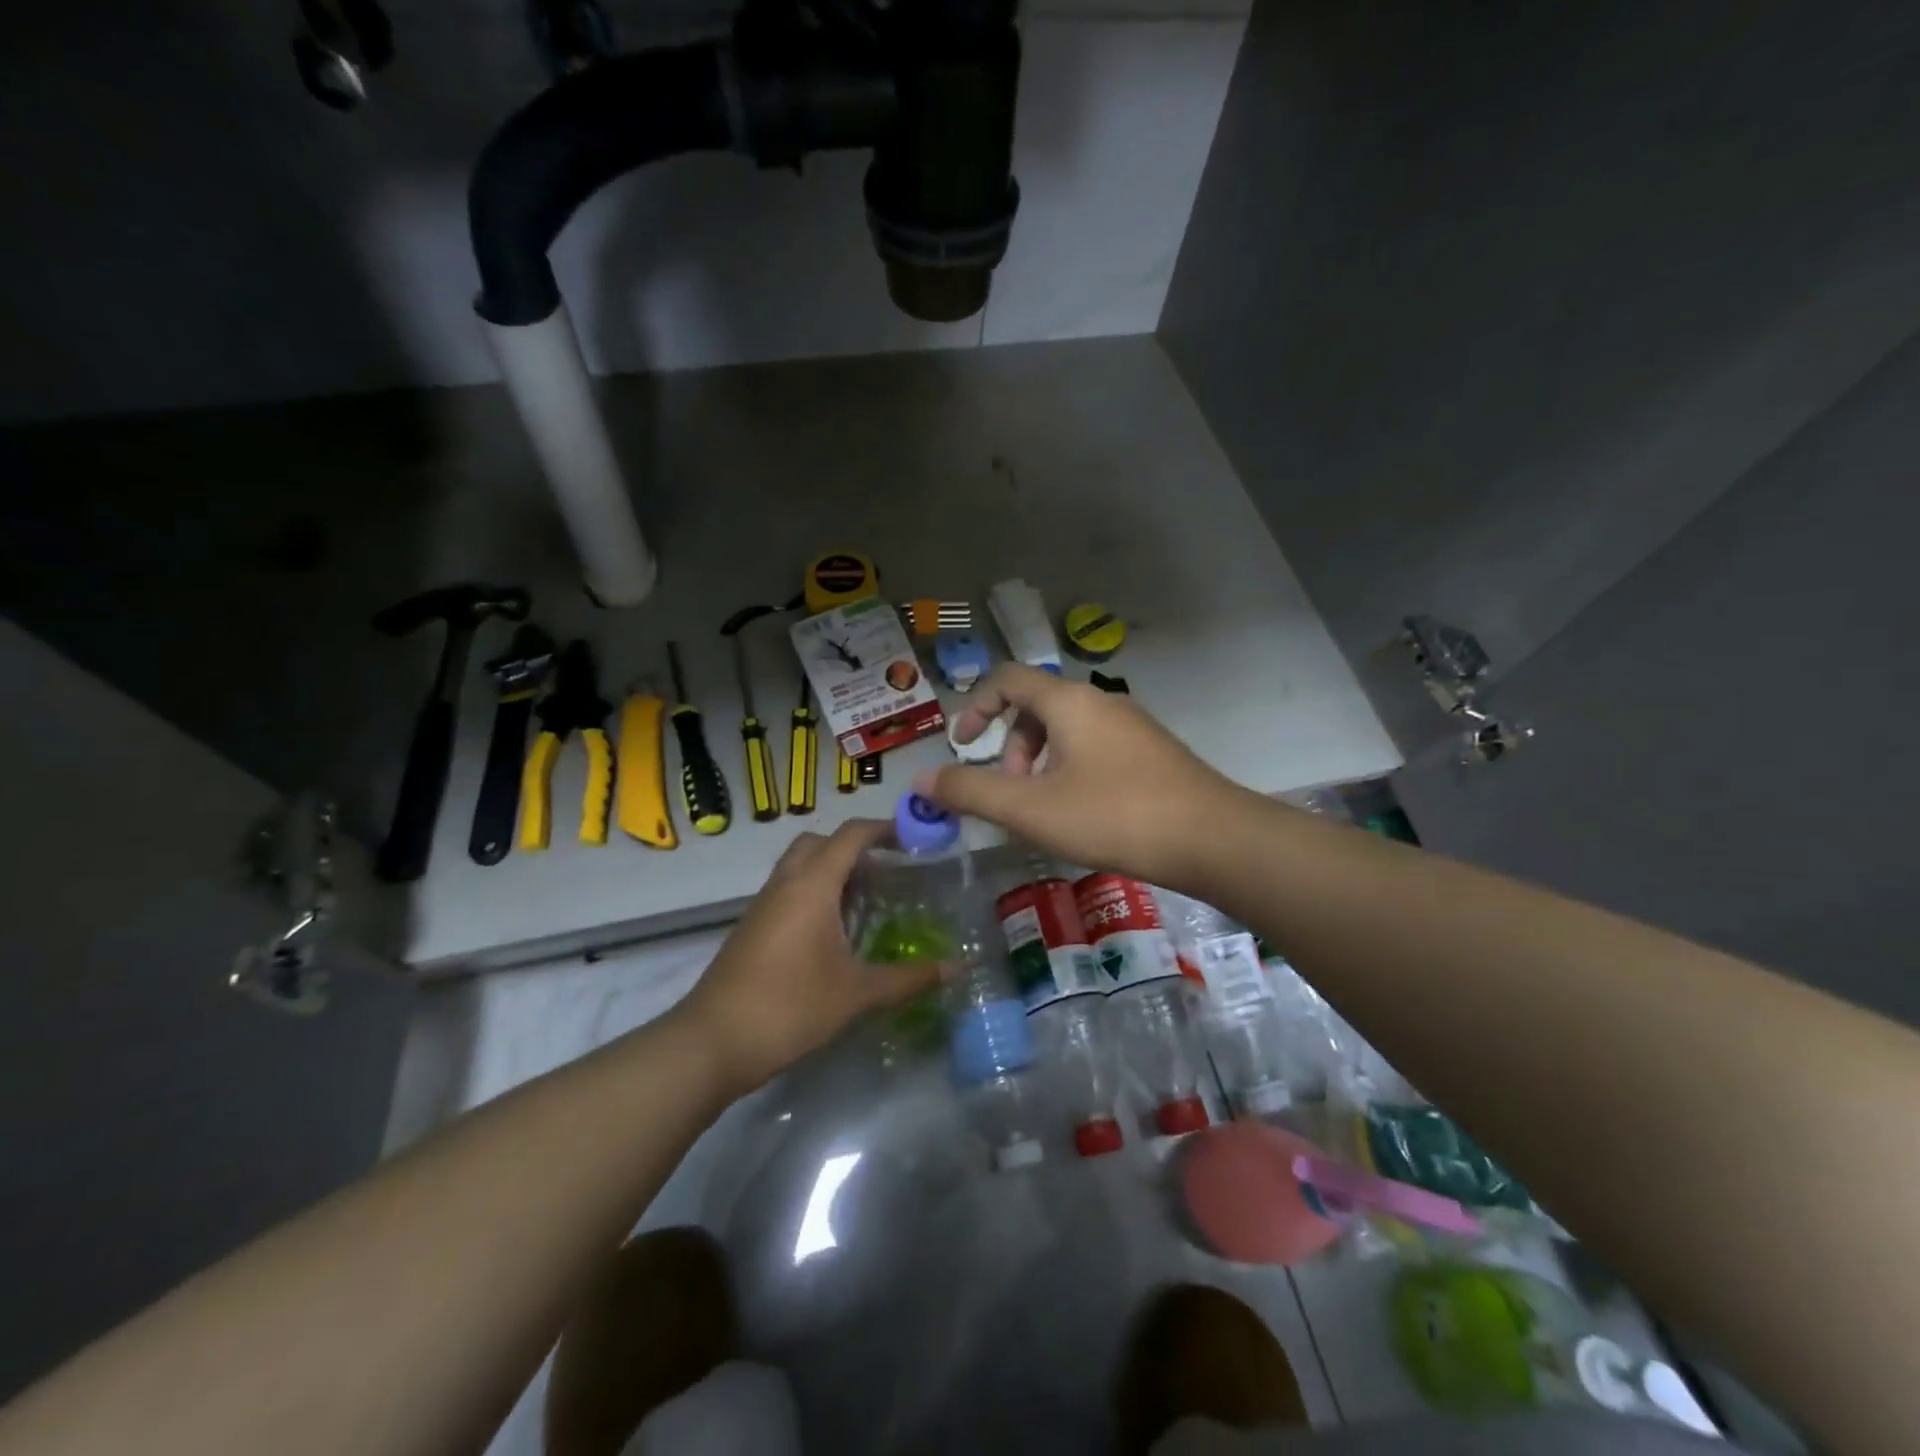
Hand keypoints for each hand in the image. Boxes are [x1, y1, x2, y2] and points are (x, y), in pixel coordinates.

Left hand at [673, 820, 940, 1095]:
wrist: (713, 1042)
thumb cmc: (789, 1007)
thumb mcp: (857, 994)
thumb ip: (909, 978)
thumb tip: (956, 968)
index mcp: (812, 885)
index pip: (851, 834)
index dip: (885, 828)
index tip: (915, 838)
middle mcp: (786, 883)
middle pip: (821, 841)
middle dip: (854, 845)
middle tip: (888, 869)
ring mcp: (764, 904)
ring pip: (800, 864)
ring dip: (831, 868)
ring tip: (867, 897)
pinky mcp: (753, 926)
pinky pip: (788, 889)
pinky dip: (814, 891)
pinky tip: (834, 930)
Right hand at [914, 664, 1249, 887]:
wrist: (1213, 839)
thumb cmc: (1113, 815)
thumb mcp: (1031, 809)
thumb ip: (970, 792)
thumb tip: (919, 780)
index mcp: (1069, 701)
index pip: (1008, 678)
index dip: (975, 706)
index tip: (962, 745)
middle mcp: (1101, 702)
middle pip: (1036, 706)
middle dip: (1010, 747)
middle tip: (1011, 794)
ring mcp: (1132, 726)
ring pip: (1067, 731)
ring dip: (1040, 763)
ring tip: (1044, 811)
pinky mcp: (1152, 753)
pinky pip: (1095, 748)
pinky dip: (1070, 771)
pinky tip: (1083, 815)